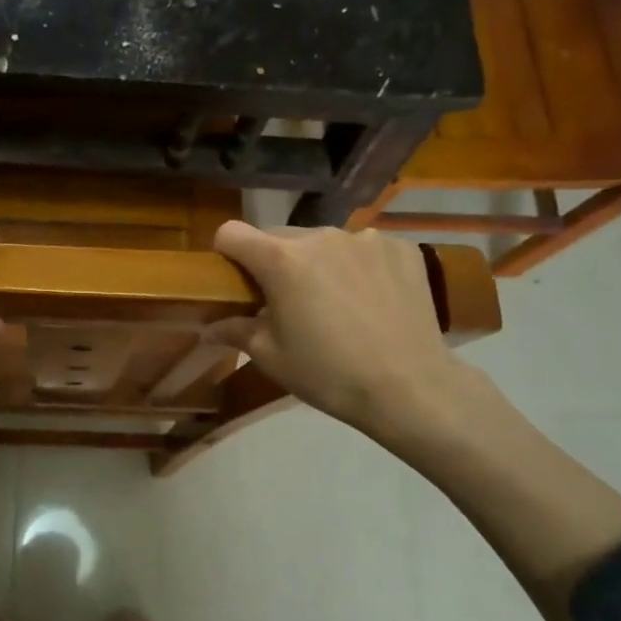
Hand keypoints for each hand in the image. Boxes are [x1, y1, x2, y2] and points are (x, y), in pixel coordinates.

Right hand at [209, 222, 487, 455]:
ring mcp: (364, 238)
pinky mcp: (401, 248)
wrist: (410, 387)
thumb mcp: (271, 357)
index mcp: (281, 259)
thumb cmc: (328, 374)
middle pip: (279, 236)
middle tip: (286, 300)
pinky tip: (371, 299)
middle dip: (274, 261)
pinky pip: (364, 248)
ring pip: (323, 241)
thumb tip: (210, 326)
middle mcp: (320, 236)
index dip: (226, 254)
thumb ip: (235, 330)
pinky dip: (358, 266)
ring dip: (318, 262)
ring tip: (335, 301)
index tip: (236, 280)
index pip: (232, 233)